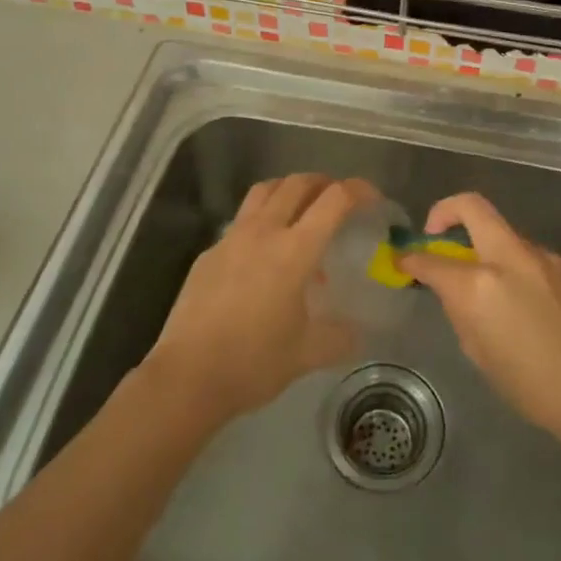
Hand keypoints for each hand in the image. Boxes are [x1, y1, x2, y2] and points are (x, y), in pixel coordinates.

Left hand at [143, 174, 369, 426]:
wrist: (187, 377)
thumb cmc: (254, 362)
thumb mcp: (308, 353)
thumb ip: (339, 337)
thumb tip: (357, 333)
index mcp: (295, 250)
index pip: (334, 199)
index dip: (358, 190)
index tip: (373, 199)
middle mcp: (263, 232)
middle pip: (297, 183)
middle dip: (324, 183)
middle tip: (338, 200)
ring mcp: (232, 238)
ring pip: (264, 191)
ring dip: (289, 190)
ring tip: (302, 210)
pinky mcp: (210, 253)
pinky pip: (242, 221)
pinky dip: (262, 220)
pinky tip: (264, 253)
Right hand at [397, 192, 560, 447]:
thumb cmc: (532, 387)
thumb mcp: (479, 353)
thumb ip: (461, 310)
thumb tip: (454, 290)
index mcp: (478, 285)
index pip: (431, 259)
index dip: (410, 258)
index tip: (403, 260)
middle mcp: (508, 258)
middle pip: (471, 206)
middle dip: (445, 211)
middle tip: (436, 233)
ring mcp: (541, 256)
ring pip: (502, 232)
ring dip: (485, 245)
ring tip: (486, 283)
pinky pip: (527, 254)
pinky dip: (512, 264)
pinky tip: (521, 299)